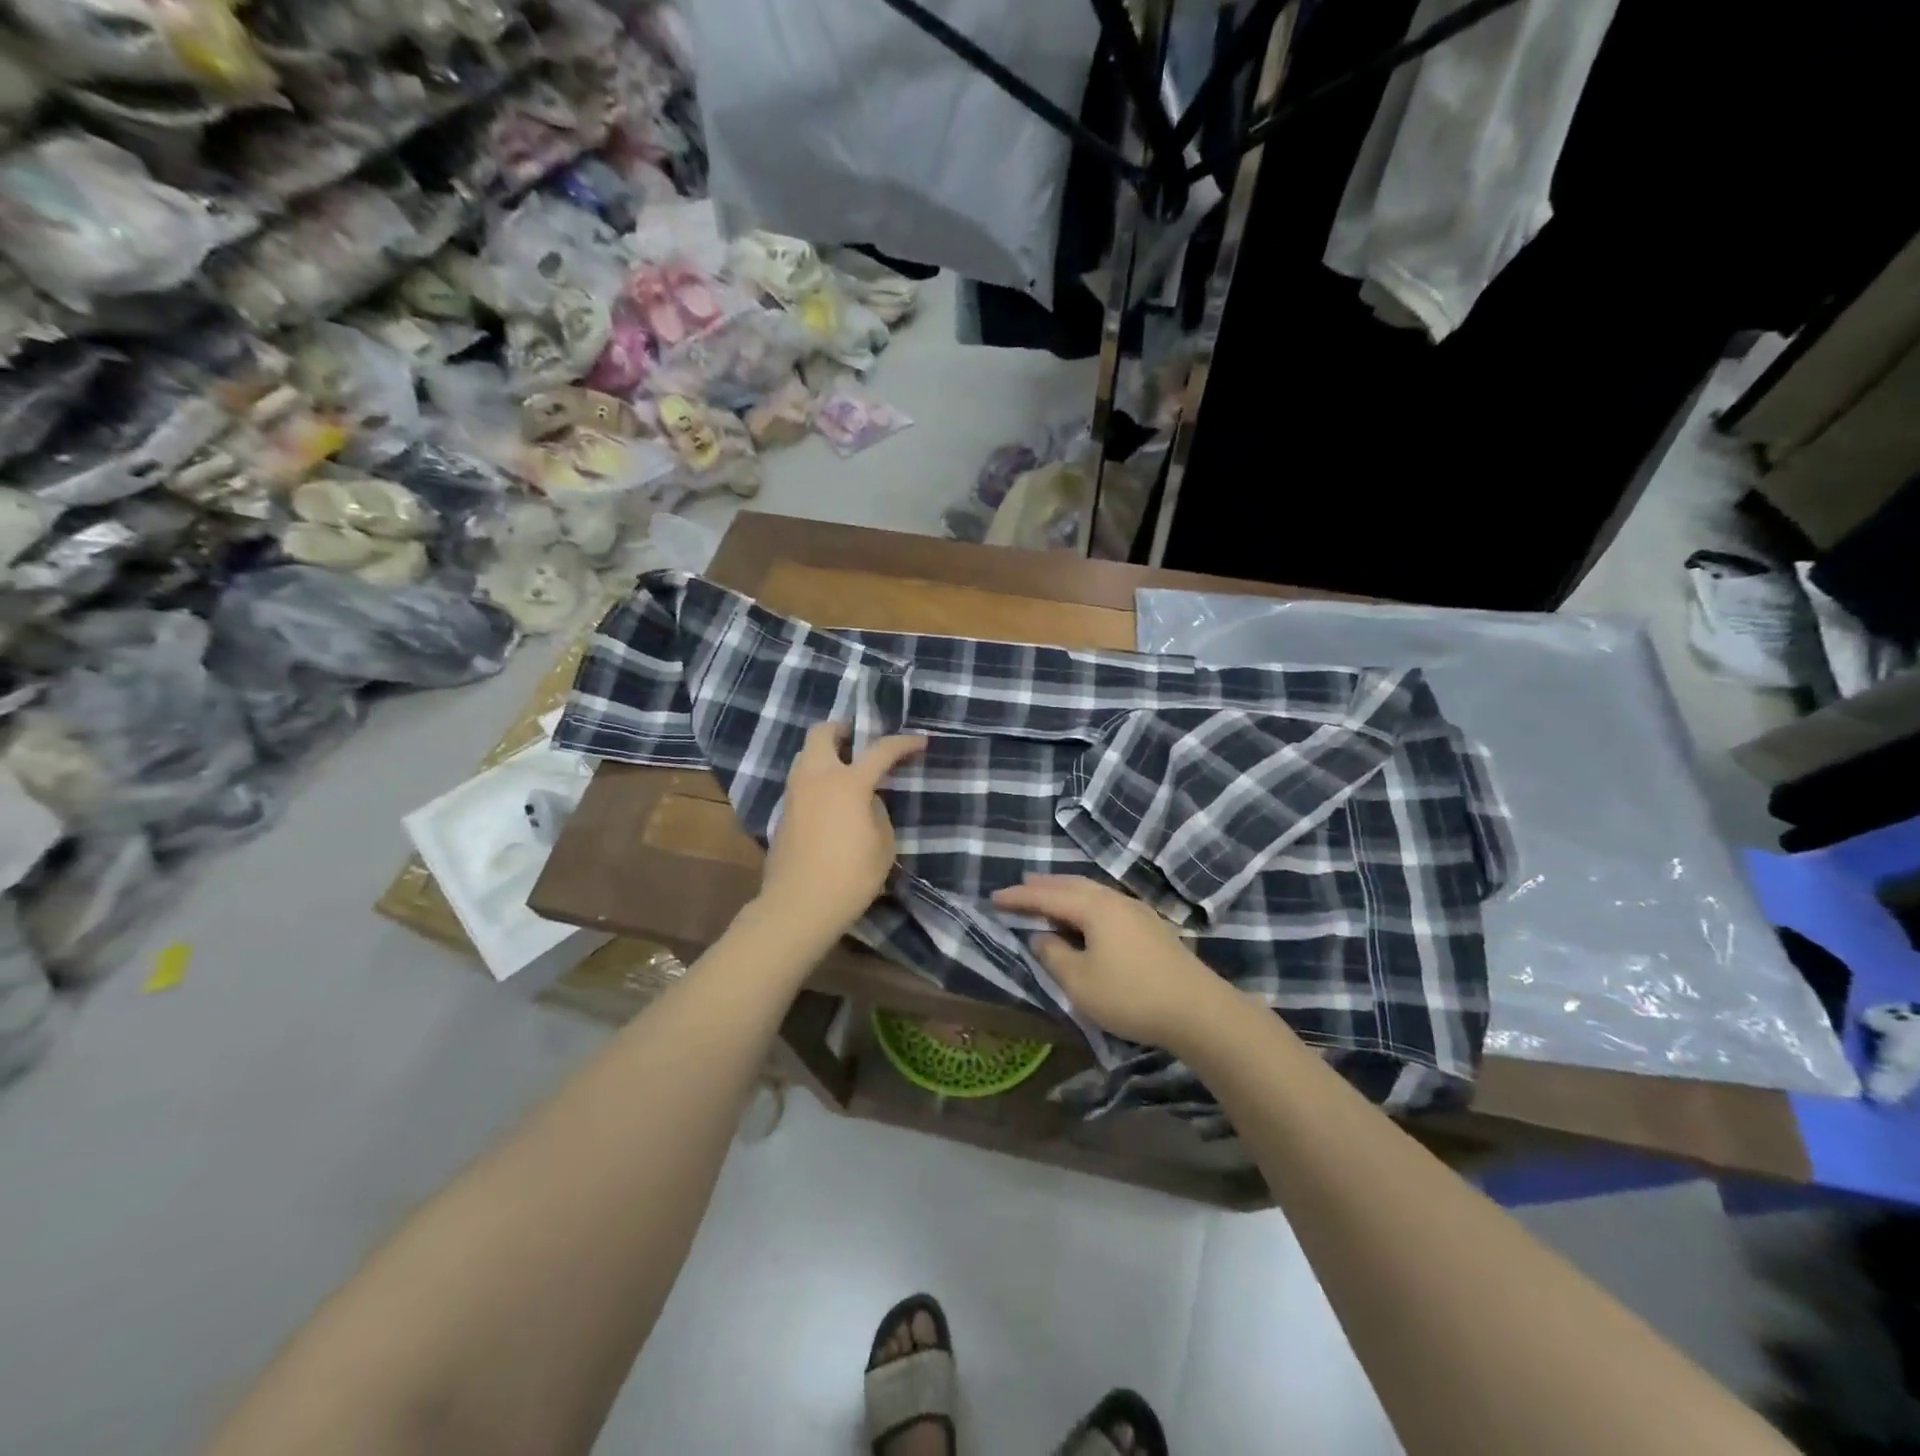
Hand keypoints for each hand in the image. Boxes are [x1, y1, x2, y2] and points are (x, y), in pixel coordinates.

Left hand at [758, 722, 925, 941]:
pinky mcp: (783, 814)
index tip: (920, 741)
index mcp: (847, 782)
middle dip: (842, 729)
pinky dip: (816, 780)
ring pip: (805, 756)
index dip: (903, 743)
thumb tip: (867, 800)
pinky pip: (800, 783)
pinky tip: (831, 801)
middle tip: (859, 740)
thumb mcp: (883, 844)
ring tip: (846, 770)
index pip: (880, 750)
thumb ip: (878, 812)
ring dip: (825, 754)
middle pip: (821, 733)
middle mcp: (816, 778)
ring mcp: (795, 795)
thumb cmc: (850, 876)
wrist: (798, 906)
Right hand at [991, 875, 1224, 1046]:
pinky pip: (1107, 904)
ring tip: (1050, 896)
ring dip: (1067, 892)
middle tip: (1021, 886)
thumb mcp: (1080, 982)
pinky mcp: (1151, 927)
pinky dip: (1086, 903)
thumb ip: (1054, 955)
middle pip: (1073, 885)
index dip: (1019, 898)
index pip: (1047, 896)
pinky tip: (1087, 917)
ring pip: (1093, 892)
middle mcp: (1115, 900)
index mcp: (1094, 908)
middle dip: (1044, 886)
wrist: (1197, 1009)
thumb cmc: (1131, 995)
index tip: (994, 898)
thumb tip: (1041, 937)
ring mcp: (1137, 911)